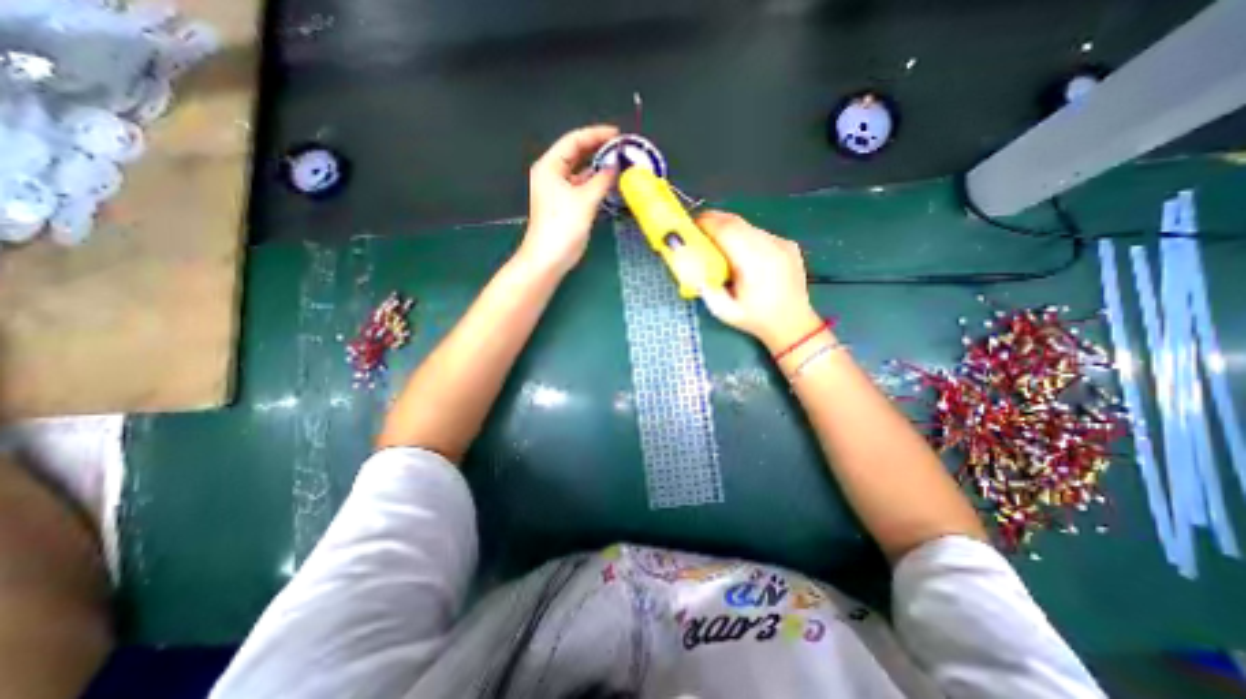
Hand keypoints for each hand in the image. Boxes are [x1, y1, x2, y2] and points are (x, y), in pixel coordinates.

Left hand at [513, 126, 619, 276]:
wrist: (549, 257)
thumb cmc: (562, 226)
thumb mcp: (585, 199)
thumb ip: (603, 179)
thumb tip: (616, 165)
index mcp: (550, 166)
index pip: (574, 140)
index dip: (596, 134)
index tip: (618, 135)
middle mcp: (553, 174)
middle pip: (577, 154)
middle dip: (599, 150)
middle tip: (622, 149)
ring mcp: (559, 190)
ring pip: (582, 172)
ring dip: (599, 168)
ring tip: (620, 164)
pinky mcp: (567, 205)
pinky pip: (584, 187)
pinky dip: (597, 184)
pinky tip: (611, 184)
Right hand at [696, 207, 825, 348]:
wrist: (794, 324)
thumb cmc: (755, 320)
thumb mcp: (723, 311)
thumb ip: (704, 287)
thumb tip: (689, 264)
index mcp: (754, 264)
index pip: (726, 230)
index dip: (706, 224)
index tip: (691, 227)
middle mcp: (770, 247)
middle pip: (736, 221)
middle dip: (713, 221)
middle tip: (698, 229)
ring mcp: (781, 243)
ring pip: (747, 225)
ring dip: (729, 229)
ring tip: (717, 243)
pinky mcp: (787, 244)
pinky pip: (759, 232)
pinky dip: (744, 236)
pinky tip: (741, 253)